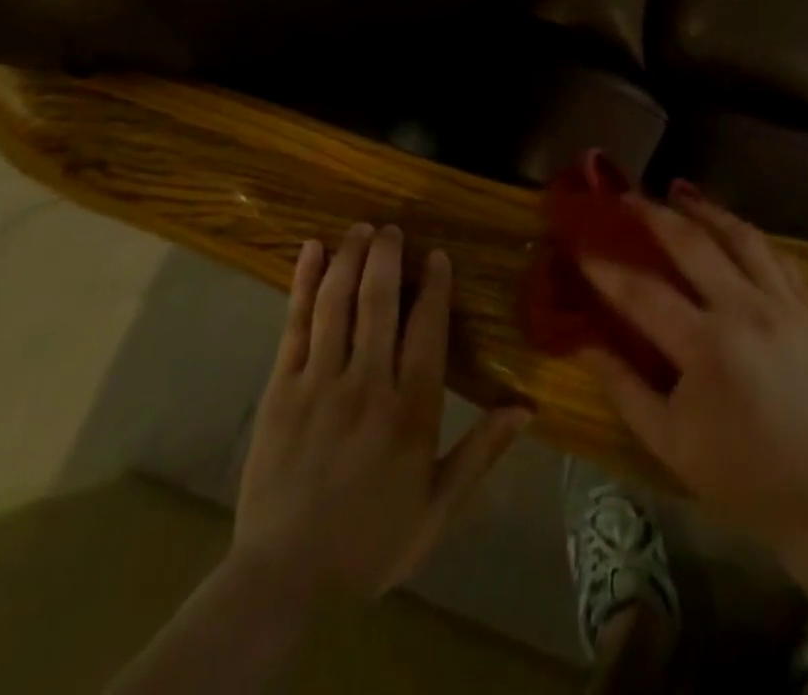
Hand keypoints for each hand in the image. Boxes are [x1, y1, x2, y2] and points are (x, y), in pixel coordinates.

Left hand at [231, 224, 531, 600]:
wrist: (285, 580)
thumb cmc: (370, 542)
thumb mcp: (438, 509)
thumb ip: (481, 452)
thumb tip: (526, 408)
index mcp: (411, 411)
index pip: (427, 329)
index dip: (435, 286)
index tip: (437, 255)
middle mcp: (367, 384)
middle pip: (379, 303)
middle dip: (387, 257)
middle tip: (392, 228)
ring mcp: (319, 382)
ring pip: (338, 303)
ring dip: (350, 259)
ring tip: (360, 229)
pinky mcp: (281, 388)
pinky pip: (294, 325)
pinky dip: (303, 284)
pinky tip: (311, 251)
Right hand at [577, 185, 807, 550]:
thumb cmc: (737, 474)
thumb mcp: (667, 440)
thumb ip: (621, 385)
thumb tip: (582, 340)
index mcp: (707, 347)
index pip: (643, 292)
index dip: (605, 266)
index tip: (579, 243)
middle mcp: (747, 311)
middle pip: (693, 243)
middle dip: (653, 214)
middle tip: (627, 197)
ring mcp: (785, 305)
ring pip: (742, 236)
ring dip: (706, 209)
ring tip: (679, 192)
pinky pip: (778, 256)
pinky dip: (749, 236)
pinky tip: (731, 229)